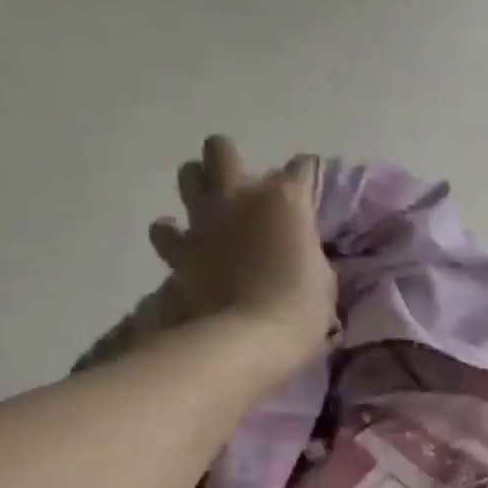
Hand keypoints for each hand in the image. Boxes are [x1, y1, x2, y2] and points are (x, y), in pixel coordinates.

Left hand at [146, 137, 336, 360]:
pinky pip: (165, 230)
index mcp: (284, 199)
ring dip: (199, 188)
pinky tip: (186, 247)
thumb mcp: (322, 276)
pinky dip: (173, 236)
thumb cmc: (302, 309)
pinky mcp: (179, 250)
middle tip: (244, 189)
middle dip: (230, 162)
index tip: (309, 190)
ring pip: (187, 175)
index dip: (306, 177)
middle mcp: (239, 195)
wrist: (250, 337)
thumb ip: (306, 249)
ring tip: (212, 211)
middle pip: (221, 150)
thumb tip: (296, 247)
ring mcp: (204, 220)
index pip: (301, 168)